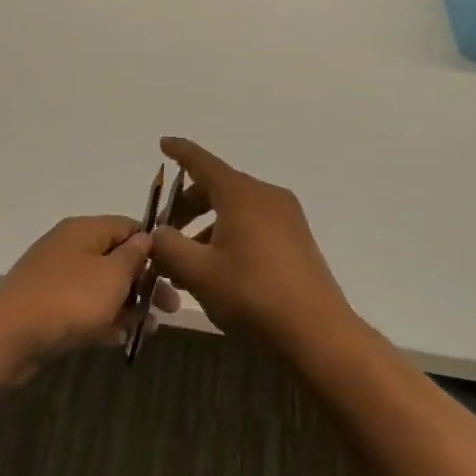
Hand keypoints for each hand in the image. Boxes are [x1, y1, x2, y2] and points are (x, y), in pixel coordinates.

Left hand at [0, 215, 179, 382]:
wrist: (7, 335)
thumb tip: (146, 237)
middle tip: (170, 308)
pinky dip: (103, 319)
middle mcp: (69, 247)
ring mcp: (55, 277)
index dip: (154, 247)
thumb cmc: (69, 299)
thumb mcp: (112, 275)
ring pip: (101, 286)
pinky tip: (120, 339)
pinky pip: (83, 308)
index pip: (128, 226)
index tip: (175, 272)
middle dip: (144, 282)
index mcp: (85, 230)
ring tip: (150, 329)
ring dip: (127, 304)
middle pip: (116, 258)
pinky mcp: (46, 306)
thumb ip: (134, 256)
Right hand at [150, 137, 352, 352]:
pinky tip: (217, 269)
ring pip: (236, 210)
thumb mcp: (198, 273)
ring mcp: (287, 218)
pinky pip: (254, 225)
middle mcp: (266, 196)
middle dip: (187, 206)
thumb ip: (169, 247)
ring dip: (207, 227)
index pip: (203, 163)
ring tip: (186, 263)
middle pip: (218, 188)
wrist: (317, 332)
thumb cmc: (252, 295)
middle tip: (165, 232)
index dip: (180, 152)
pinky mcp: (297, 240)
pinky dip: (229, 235)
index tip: (163, 143)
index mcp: (241, 194)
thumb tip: (158, 232)